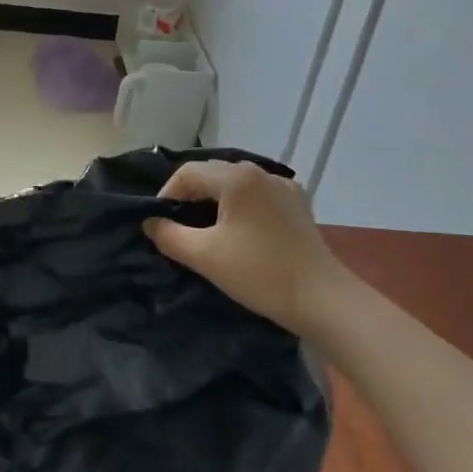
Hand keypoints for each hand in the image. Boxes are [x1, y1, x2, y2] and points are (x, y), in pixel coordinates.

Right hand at [144, 160, 343, 335]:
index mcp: (237, 177)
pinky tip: (240, 231)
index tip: (159, 222)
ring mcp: (284, 187)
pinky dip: (241, 206)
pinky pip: (258, 195)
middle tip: (177, 226)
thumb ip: (169, 235)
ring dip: (215, 201)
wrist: (322, 299)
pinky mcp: (298, 205)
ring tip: (205, 229)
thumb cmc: (259, 273)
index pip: (188, 173)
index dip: (167, 194)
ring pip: (236, 185)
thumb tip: (150, 222)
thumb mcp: (204, 255)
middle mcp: (261, 172)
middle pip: (213, 174)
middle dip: (190, 196)